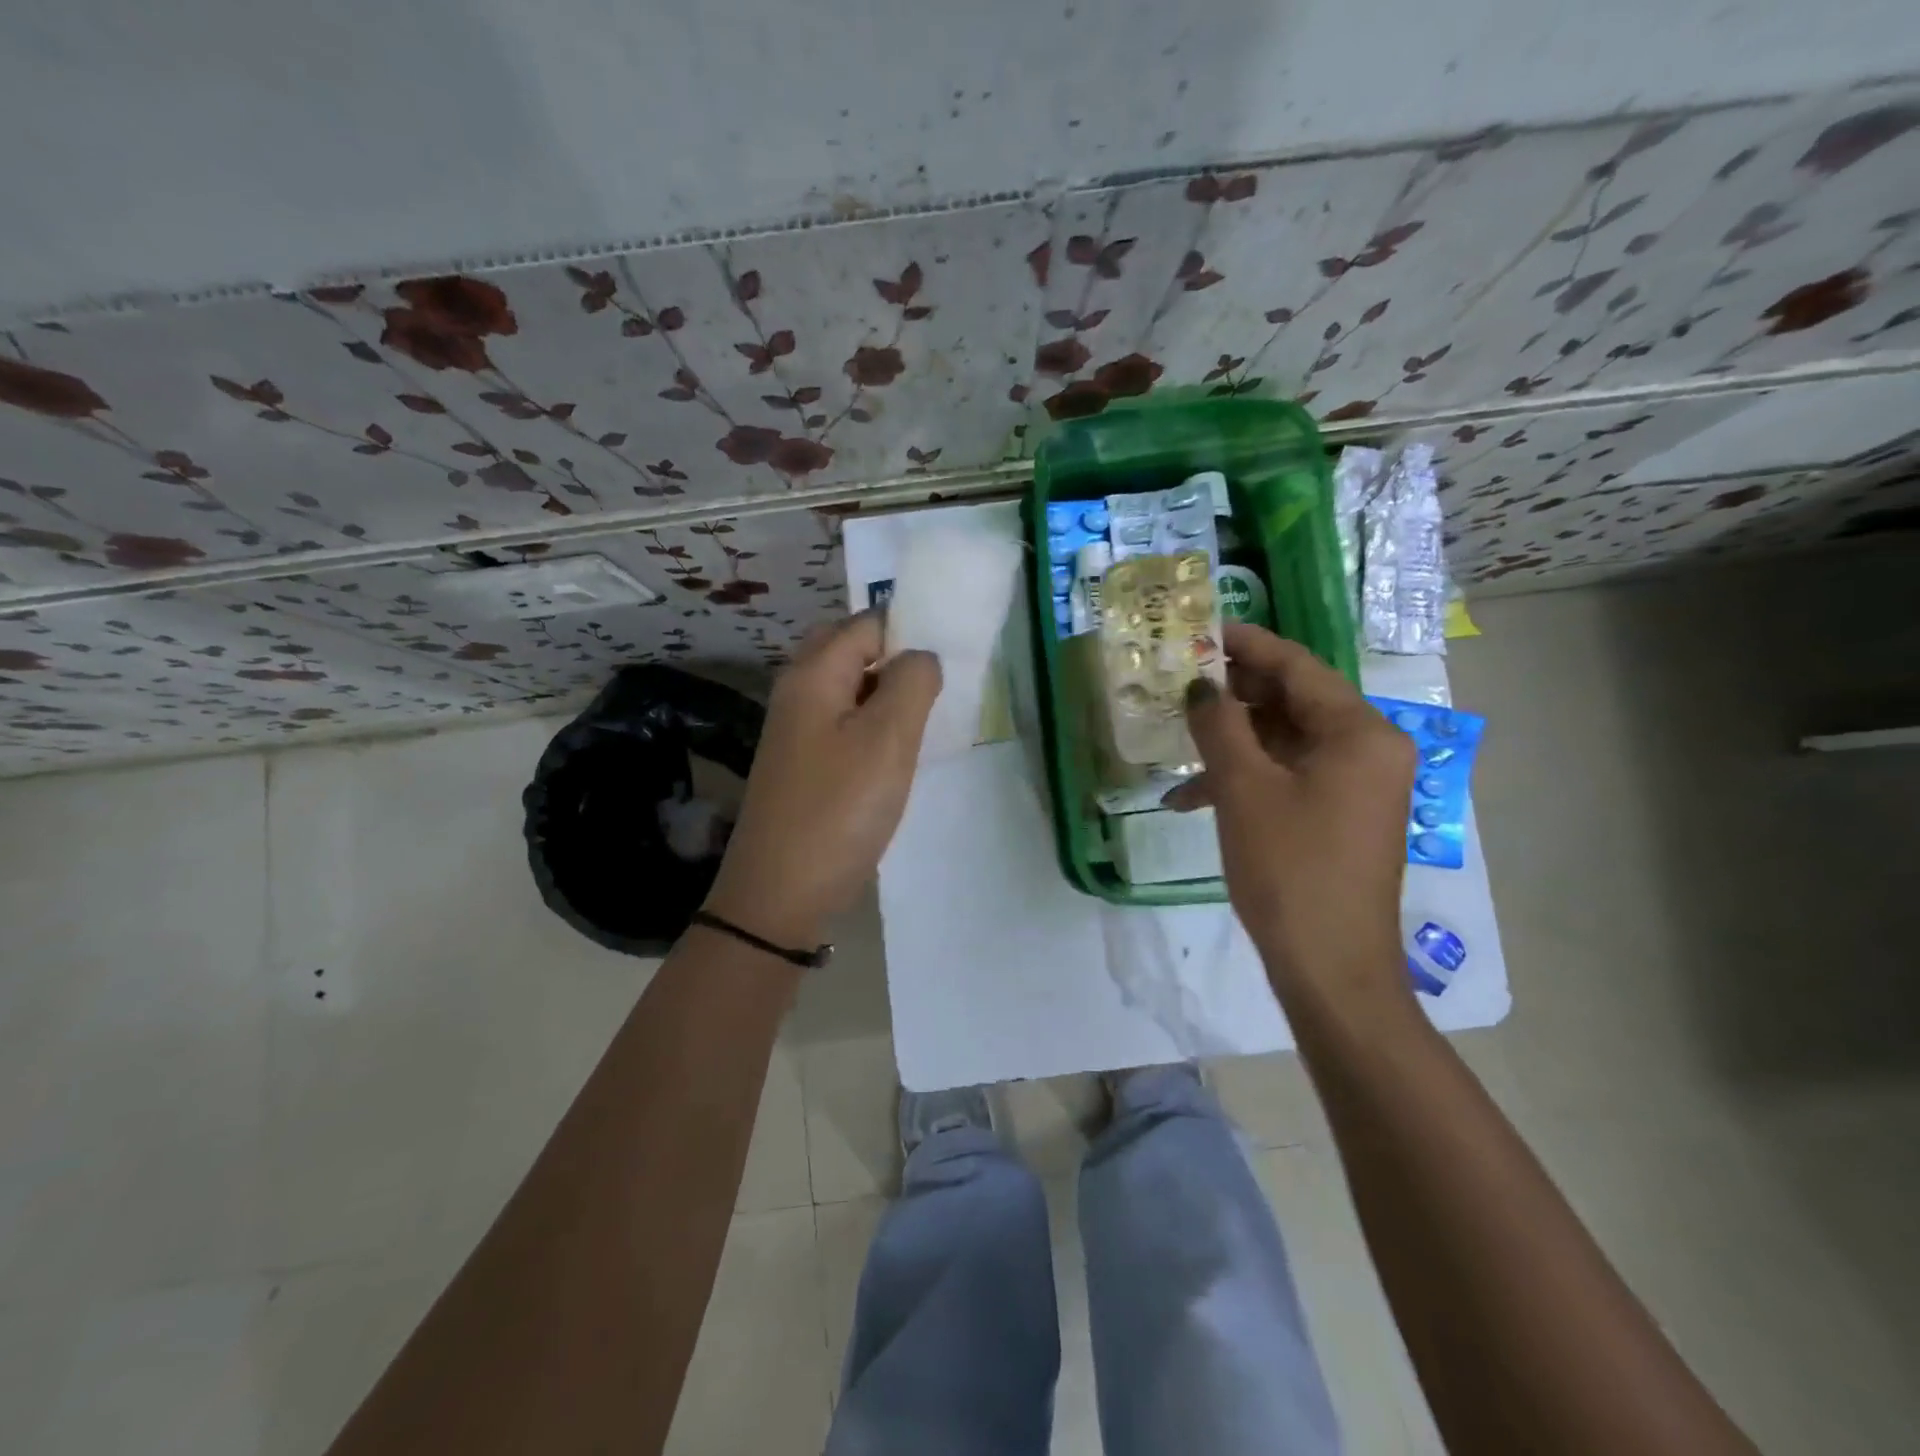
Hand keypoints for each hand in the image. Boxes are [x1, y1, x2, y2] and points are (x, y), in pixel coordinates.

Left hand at [703, 613, 941, 948]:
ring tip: (928, 718)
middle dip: (896, 658)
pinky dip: (872, 725)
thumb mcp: (888, 740)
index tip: (953, 656)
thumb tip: (921, 657)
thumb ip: (911, 683)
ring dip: (887, 694)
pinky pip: (843, 723)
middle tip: (939, 686)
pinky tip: (897, 752)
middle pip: (851, 651)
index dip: (910, 630)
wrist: (780, 893)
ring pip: (849, 689)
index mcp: (814, 674)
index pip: (867, 623)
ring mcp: (796, 730)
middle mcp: (798, 692)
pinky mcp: (802, 764)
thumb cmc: (839, 810)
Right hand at [1166, 623, 1413, 1000]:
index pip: (1297, 666)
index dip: (1245, 644)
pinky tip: (1192, 798)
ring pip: (1285, 741)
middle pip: (1292, 700)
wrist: (1330, 968)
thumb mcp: (1243, 789)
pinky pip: (1289, 776)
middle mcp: (1368, 749)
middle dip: (1231, 695)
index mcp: (1359, 732)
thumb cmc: (1289, 869)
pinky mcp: (1339, 815)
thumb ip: (1218, 724)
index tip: (1199, 629)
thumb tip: (1199, 684)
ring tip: (1176, 744)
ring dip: (1230, 743)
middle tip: (1177, 685)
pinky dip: (1245, 779)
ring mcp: (1356, 784)